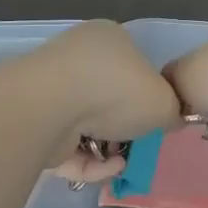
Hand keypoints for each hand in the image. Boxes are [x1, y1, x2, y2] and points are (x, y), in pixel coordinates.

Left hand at [32, 21, 181, 185]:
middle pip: (109, 94)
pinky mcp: (36, 120)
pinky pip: (67, 142)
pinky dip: (88, 159)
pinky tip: (107, 169)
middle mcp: (78, 56)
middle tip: (139, 143)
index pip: (134, 63)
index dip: (148, 93)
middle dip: (124, 123)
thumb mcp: (164, 101)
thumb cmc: (115, 91)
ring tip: (122, 162)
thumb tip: (168, 118)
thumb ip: (171, 110)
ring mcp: (53, 87)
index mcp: (109, 37)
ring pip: (86, 121)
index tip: (155, 118)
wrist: (51, 108)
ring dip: (107, 144)